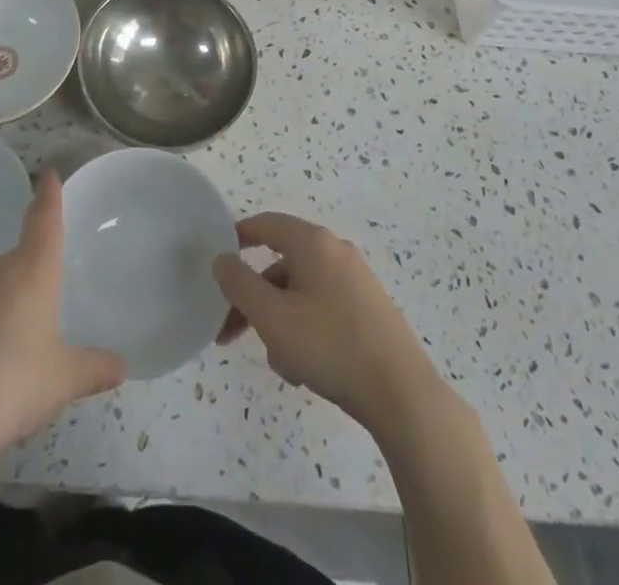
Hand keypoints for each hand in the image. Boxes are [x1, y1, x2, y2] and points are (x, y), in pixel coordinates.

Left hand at [0, 171, 125, 461]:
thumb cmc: (12, 385)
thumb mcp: (63, 381)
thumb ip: (94, 368)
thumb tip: (121, 365)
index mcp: (32, 271)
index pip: (44, 219)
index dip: (48, 196)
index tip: (49, 174)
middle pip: (17, 261)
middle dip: (29, 281)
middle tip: (41, 317)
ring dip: (0, 309)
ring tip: (9, 356)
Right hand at [212, 213, 441, 427]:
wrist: (402, 394)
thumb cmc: (330, 346)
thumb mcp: (272, 317)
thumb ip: (239, 283)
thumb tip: (222, 259)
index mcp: (312, 242)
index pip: (265, 224)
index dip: (236, 239)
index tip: (216, 264)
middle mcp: (335, 251)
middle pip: (280, 265)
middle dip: (253, 299)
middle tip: (229, 332)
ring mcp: (355, 280)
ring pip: (300, 292)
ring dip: (279, 322)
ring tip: (281, 364)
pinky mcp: (367, 309)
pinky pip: (322, 308)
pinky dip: (305, 330)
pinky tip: (305, 370)